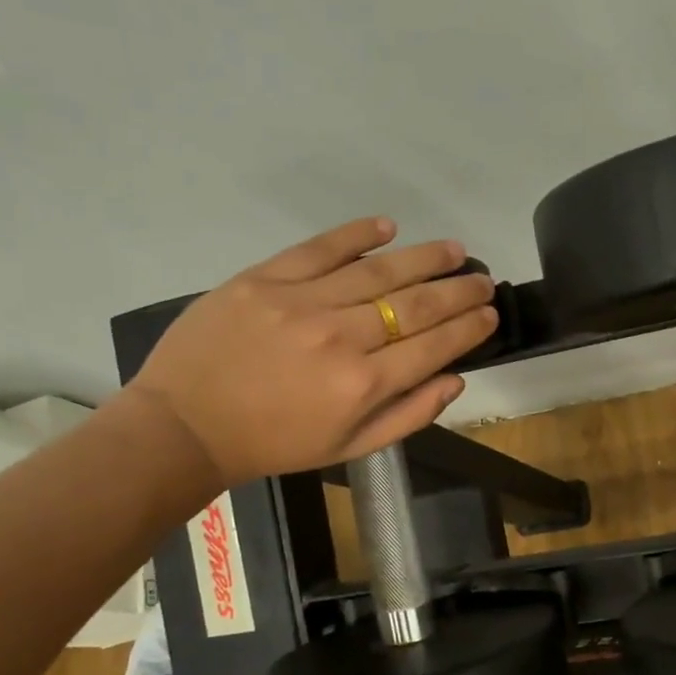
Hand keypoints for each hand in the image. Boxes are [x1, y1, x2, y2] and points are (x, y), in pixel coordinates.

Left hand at [128, 218, 497, 490]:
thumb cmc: (275, 443)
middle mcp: (341, 337)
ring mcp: (301, 302)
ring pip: (378, 271)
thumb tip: (456, 379)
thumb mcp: (349, 448)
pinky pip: (320, 248)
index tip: (490, 312)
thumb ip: (408, 415)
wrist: (185, 426)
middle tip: (483, 278)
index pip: (434, 345)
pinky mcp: (264, 279)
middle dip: (459, 289)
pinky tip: (388, 227)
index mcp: (363, 384)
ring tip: (454, 249)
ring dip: (424, 258)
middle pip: (416, 304)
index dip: (469, 326)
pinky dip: (357, 235)